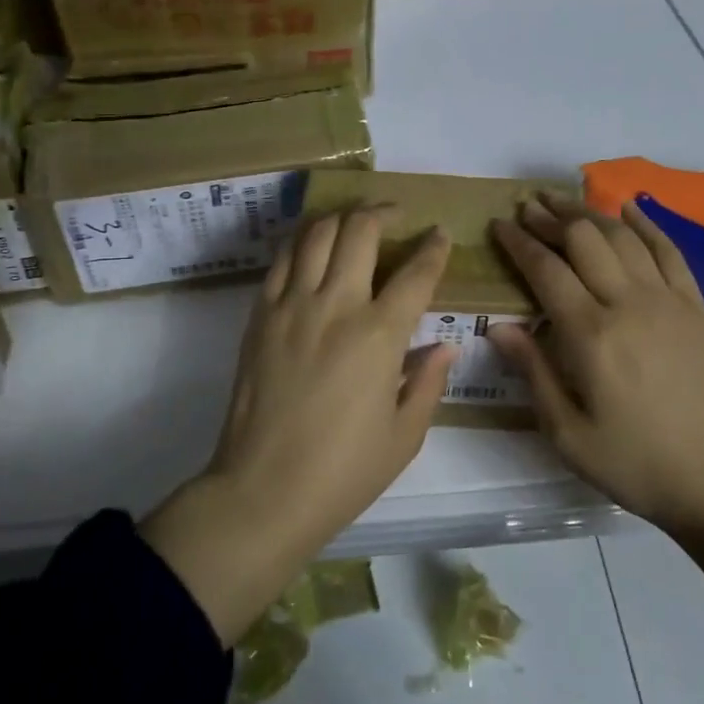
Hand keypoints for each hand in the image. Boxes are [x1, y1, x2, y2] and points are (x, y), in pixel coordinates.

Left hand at [141, 205, 454, 643]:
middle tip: (396, 216)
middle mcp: (336, 305)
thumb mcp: (405, 435)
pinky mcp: (260, 314)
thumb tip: (444, 347)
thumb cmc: (344, 472)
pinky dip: (302, 241)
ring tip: (354, 223)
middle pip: (360, 231)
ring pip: (316, 232)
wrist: (264, 490)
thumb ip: (428, 382)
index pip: (416, 273)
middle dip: (383, 213)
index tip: (440, 235)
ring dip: (341, 218)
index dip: (434, 248)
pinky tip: (313, 247)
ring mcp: (291, 305)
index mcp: (379, 336)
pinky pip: (282, 259)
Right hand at [492, 194, 703, 677]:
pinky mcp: (698, 308)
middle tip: (527, 206)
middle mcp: (629, 303)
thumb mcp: (569, 434)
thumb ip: (533, 373)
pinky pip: (670, 251)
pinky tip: (630, 209)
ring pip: (623, 237)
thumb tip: (498, 326)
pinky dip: (647, 224)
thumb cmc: (638, 465)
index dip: (518, 242)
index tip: (499, 224)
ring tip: (563, 200)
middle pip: (583, 240)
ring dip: (589, 213)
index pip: (546, 269)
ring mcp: (669, 301)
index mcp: (591, 334)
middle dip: (550, 217)